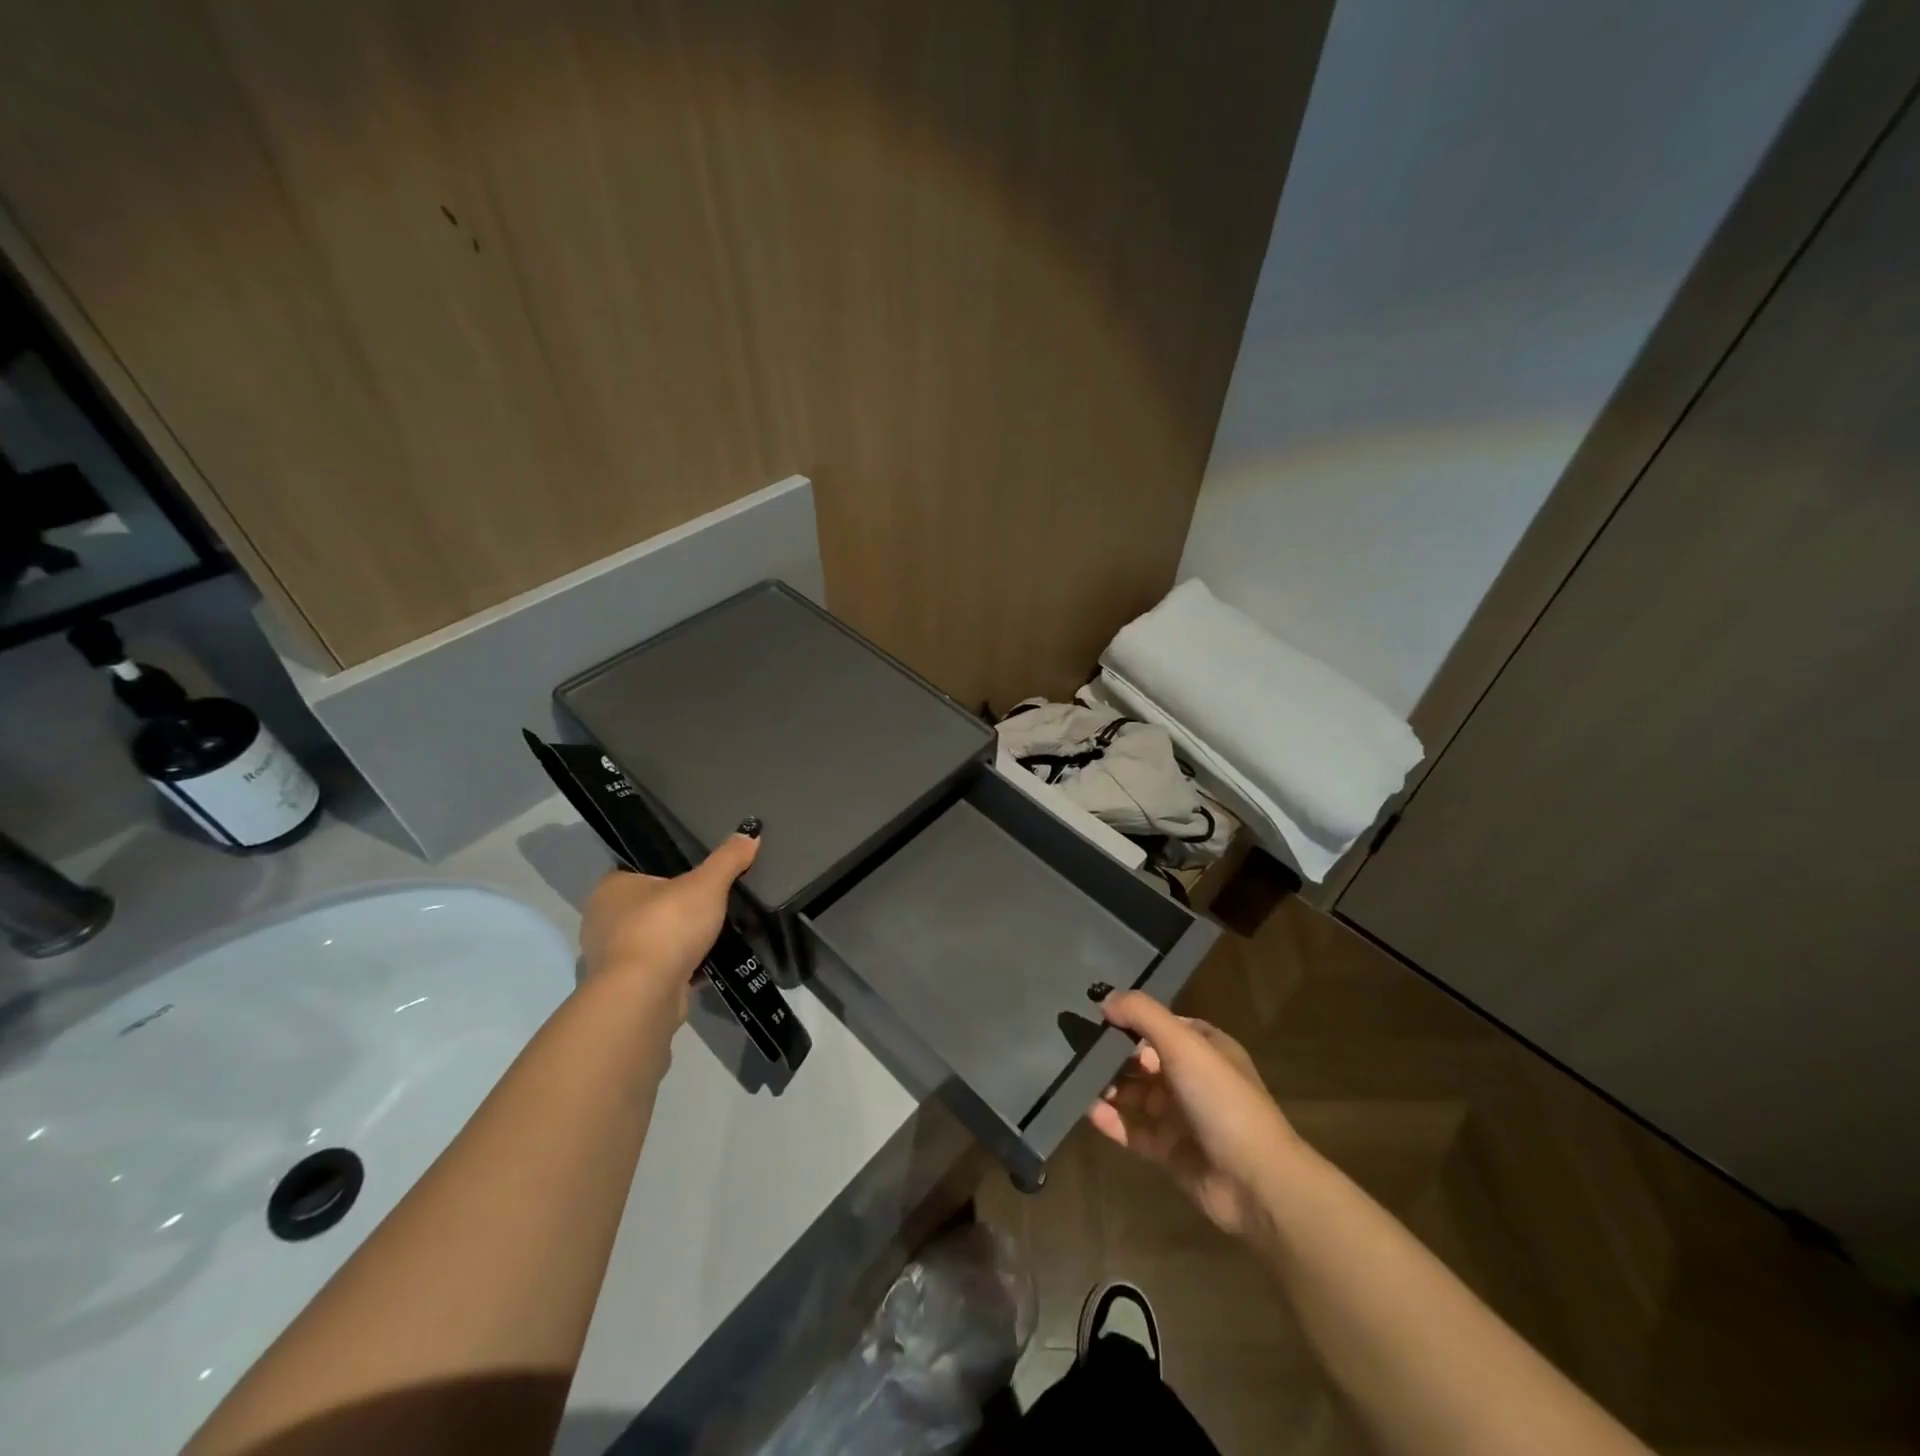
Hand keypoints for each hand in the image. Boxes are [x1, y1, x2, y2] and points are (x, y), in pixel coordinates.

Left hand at [578, 830, 759, 1025]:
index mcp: (611, 888)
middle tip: (713, 903)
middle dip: (678, 908)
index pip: (640, 870)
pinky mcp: (627, 987)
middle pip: (649, 906)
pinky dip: (682, 966)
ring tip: (716, 934)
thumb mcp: (707, 884)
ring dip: (680, 940)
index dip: (669, 871)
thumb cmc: (666, 926)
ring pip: (655, 939)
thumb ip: (728, 859)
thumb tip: (751, 832)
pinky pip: (660, 968)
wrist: (645, 995)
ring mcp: (612, 957)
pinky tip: (710, 964)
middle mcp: (602, 920)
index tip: (698, 876)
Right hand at [1088, 991, 1301, 1238]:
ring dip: (1108, 1085)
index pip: (1161, 1025)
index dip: (1130, 1018)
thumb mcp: (1184, 1044)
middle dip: (1112, 1052)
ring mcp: (1180, 1116)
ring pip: (1135, 1093)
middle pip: (1143, 1058)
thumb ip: (1142, 1015)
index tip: (1095, 1013)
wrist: (1256, 1182)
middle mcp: (1192, 1078)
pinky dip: (1110, 1120)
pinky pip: (1132, 1129)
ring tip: (1073, 1075)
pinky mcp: (1168, 1151)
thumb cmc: (1222, 1100)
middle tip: (1074, 1045)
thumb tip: (1104, 999)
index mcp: (1205, 1048)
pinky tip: (1086, 1109)